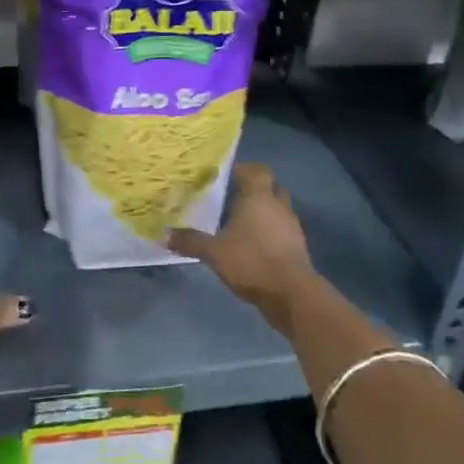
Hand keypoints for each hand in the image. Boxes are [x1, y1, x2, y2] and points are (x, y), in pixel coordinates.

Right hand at [167, 163, 318, 320]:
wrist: (292, 294)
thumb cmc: (252, 261)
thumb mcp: (214, 252)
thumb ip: (191, 241)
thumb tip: (165, 235)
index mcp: (258, 197)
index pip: (256, 170)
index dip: (243, 169)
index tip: (225, 176)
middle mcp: (278, 205)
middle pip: (270, 187)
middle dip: (254, 190)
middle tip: (231, 198)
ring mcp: (291, 226)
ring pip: (277, 209)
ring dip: (263, 212)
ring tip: (240, 223)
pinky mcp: (298, 247)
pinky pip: (282, 230)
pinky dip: (270, 232)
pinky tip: (253, 245)